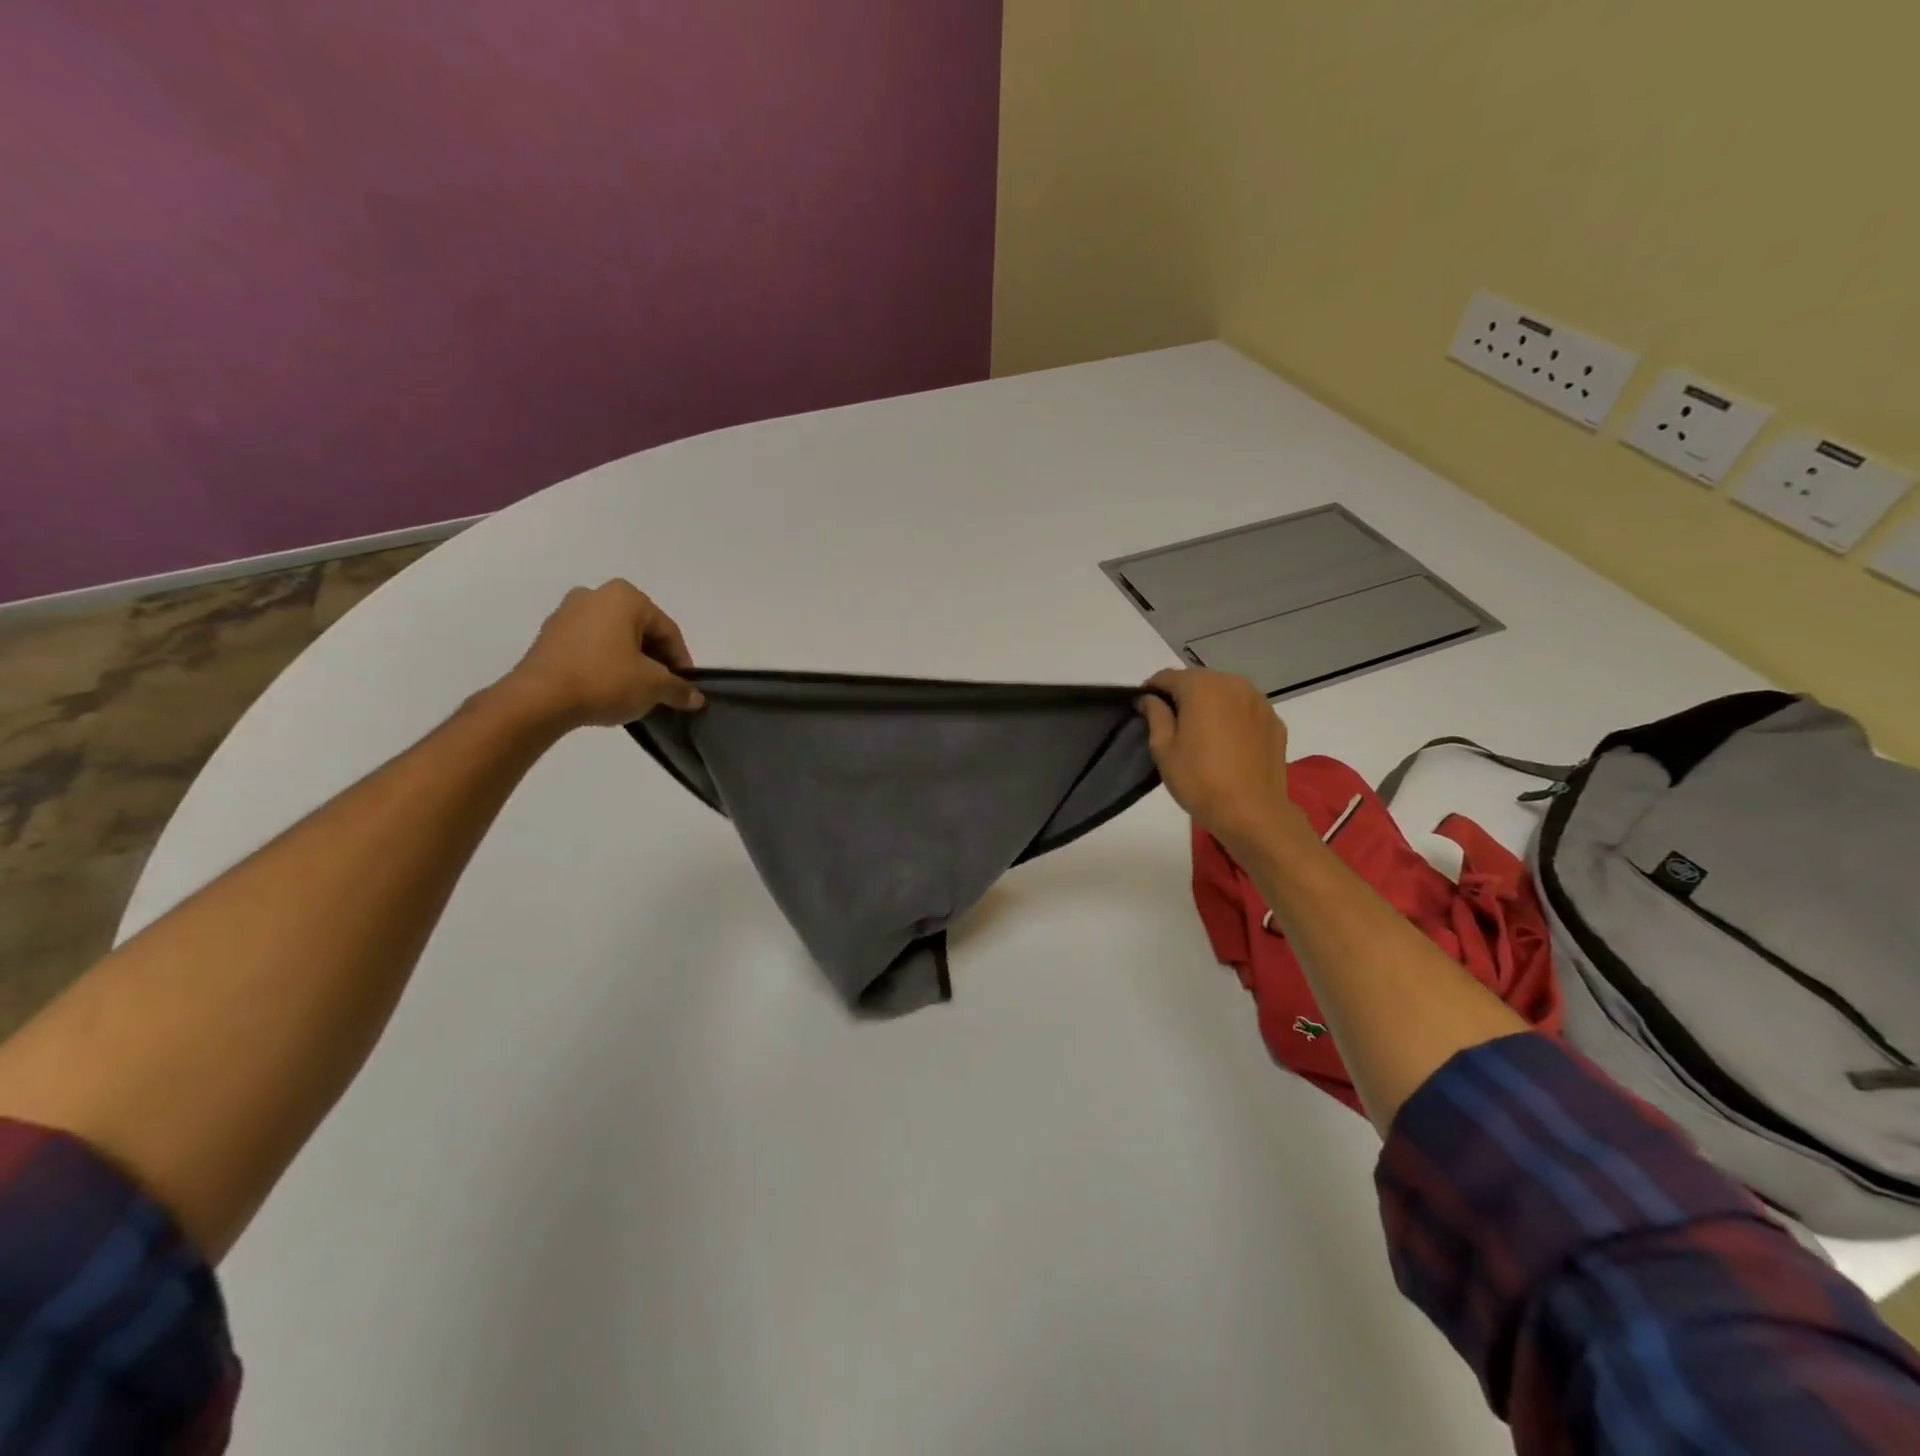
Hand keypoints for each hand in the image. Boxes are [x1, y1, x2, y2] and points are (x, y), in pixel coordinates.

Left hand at [501, 580, 702, 727]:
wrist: (539, 699)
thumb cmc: (605, 680)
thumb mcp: (653, 686)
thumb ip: (679, 688)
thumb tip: (695, 698)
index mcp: (625, 597)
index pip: (667, 630)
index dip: (681, 661)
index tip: (684, 686)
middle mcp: (595, 595)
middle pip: (640, 630)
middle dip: (655, 659)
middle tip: (663, 688)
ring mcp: (567, 613)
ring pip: (614, 638)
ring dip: (630, 661)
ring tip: (637, 691)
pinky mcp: (549, 635)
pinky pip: (590, 646)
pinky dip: (605, 663)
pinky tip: (609, 688)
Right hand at [1139, 668, 1306, 858]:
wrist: (1252, 812)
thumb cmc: (1199, 780)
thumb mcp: (1163, 748)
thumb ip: (1155, 715)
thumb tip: (1150, 699)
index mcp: (1202, 686)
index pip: (1167, 676)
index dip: (1151, 691)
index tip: (1144, 711)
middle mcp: (1233, 684)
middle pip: (1198, 681)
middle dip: (1182, 696)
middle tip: (1172, 726)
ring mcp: (1259, 702)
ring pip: (1224, 694)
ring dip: (1210, 706)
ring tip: (1202, 735)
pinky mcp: (1275, 721)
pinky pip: (1245, 710)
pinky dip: (1232, 719)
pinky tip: (1228, 745)